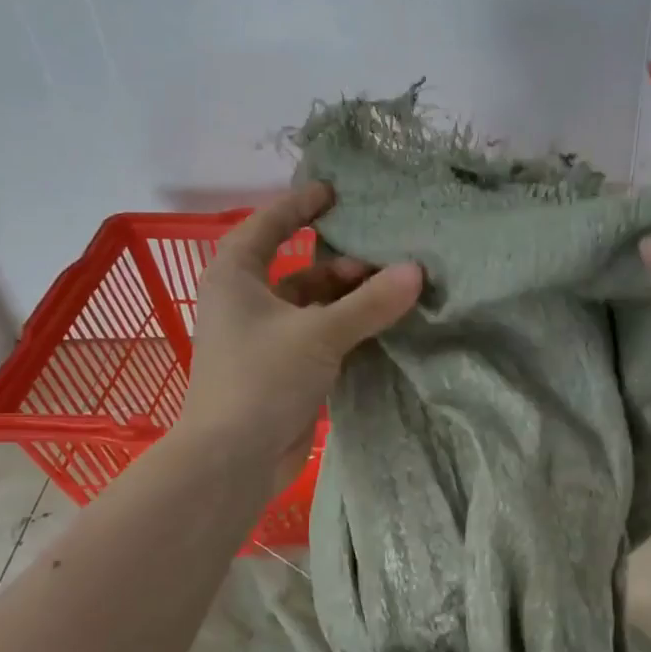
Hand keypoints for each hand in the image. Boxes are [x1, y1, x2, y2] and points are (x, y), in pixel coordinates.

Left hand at [179, 182, 422, 488]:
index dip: (299, 206)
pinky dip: (348, 331)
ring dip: (351, 301)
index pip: (268, 226)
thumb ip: (370, 303)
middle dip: (343, 264)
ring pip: (315, 307)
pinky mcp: (284, 371)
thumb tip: (417, 271)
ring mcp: (266, 340)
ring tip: (396, 294)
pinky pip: (321, 338)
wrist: (233, 458)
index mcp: (236, 277)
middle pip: (301, 270)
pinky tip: (384, 328)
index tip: (335, 192)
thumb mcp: (319, 334)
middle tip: (390, 261)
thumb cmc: (263, 379)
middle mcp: (248, 302)